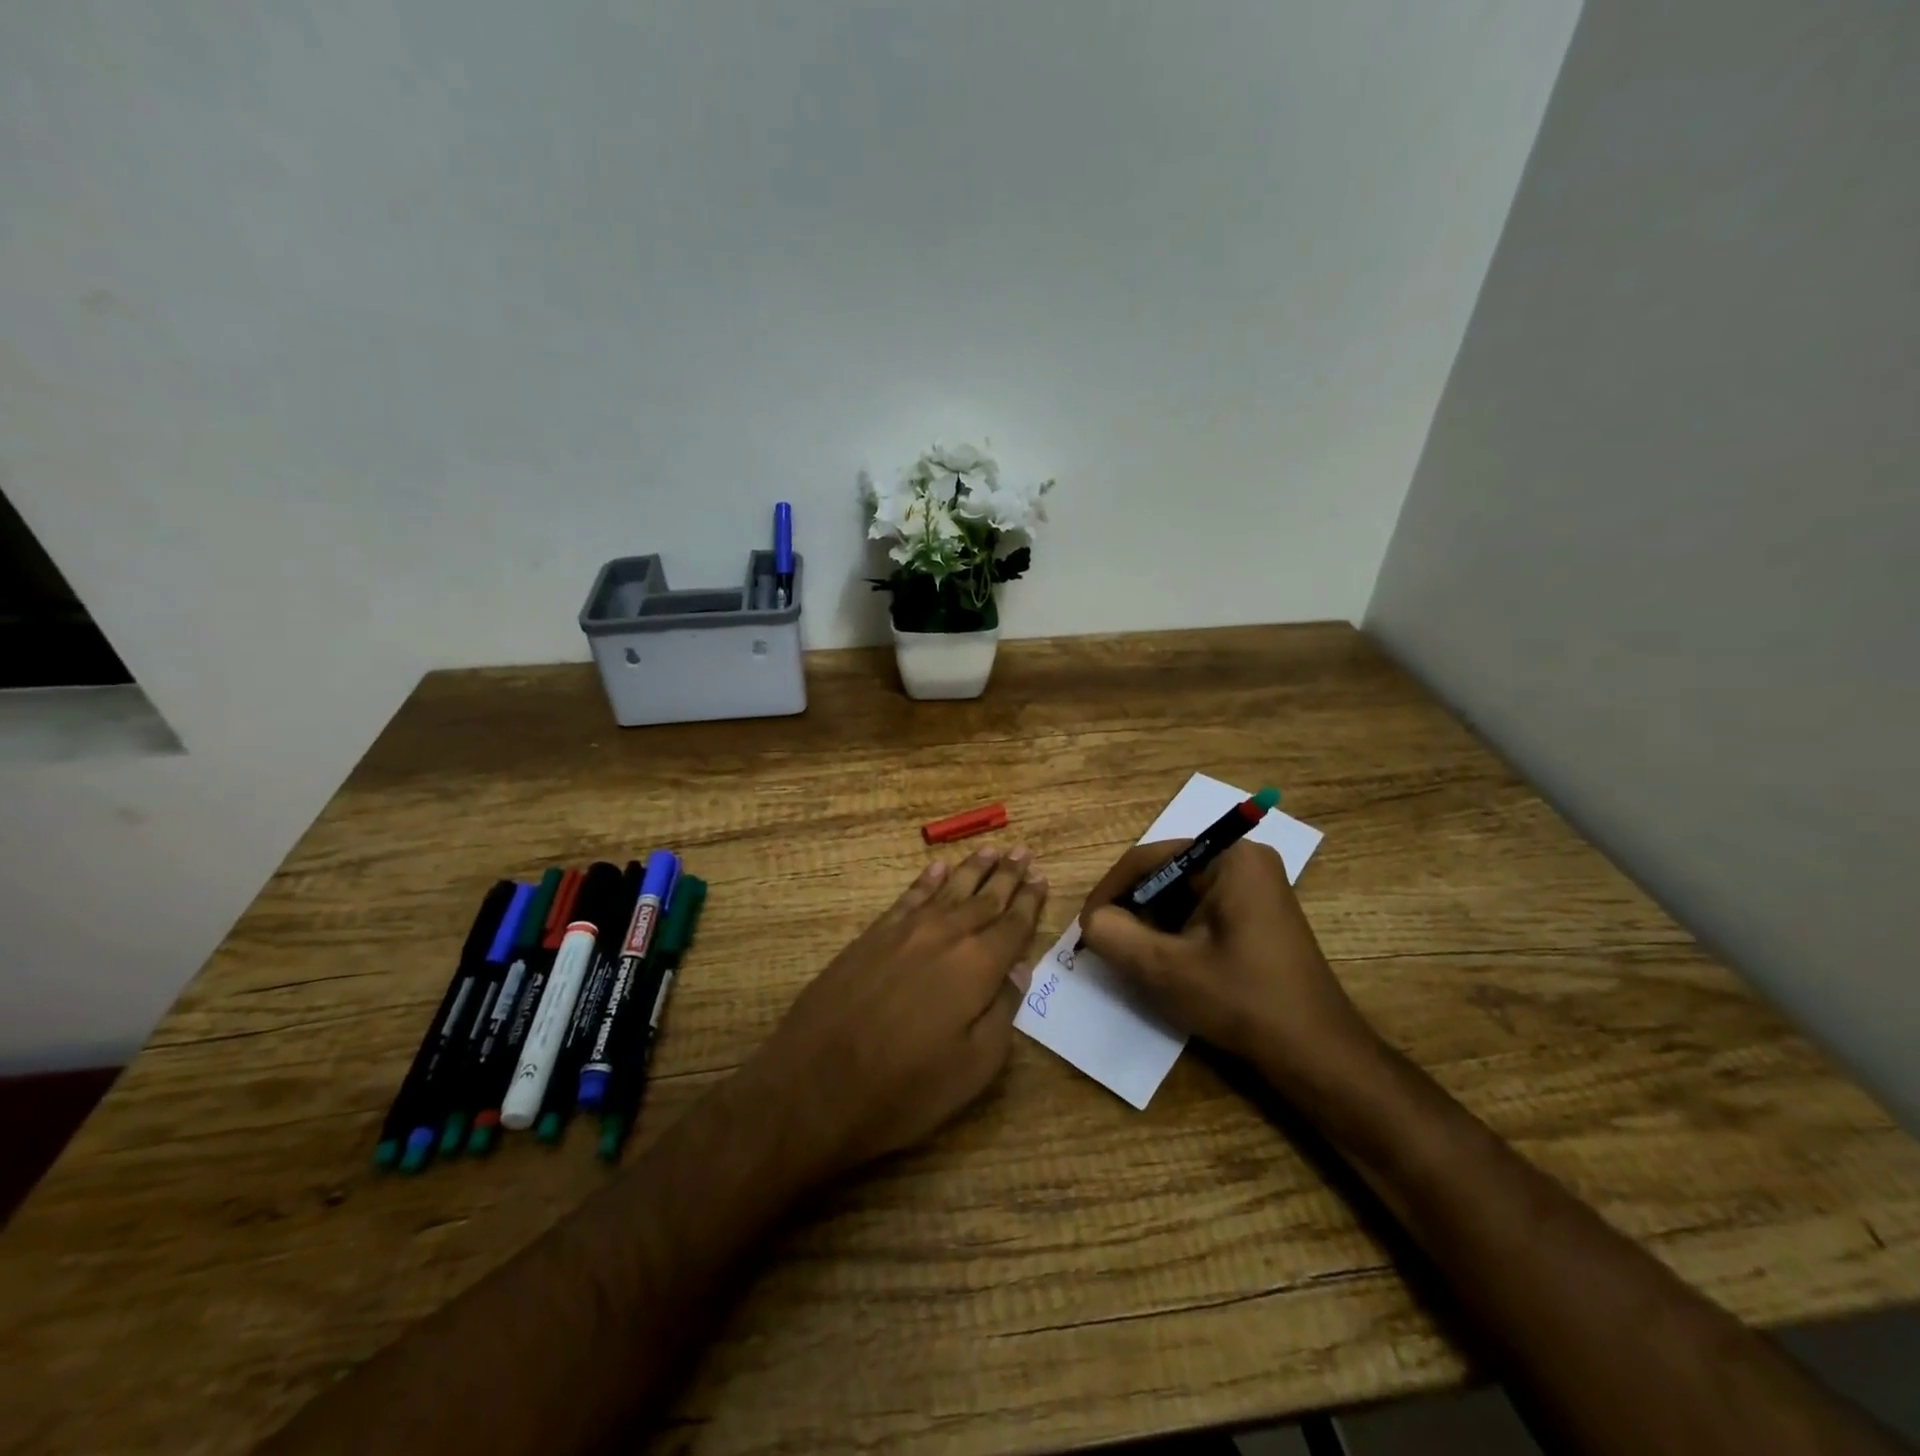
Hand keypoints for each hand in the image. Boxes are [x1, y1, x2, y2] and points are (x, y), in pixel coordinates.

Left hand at [743, 846, 1048, 1182]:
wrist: (815, 1085)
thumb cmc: (904, 1089)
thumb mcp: (973, 1067)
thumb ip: (1002, 1012)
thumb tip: (1019, 969)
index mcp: (977, 967)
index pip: (1013, 925)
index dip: (1029, 902)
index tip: (1042, 878)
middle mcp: (945, 936)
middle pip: (984, 898)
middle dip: (1006, 875)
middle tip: (1024, 852)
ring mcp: (905, 931)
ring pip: (949, 889)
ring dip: (973, 868)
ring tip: (991, 848)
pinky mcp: (872, 936)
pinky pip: (909, 896)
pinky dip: (926, 880)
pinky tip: (938, 867)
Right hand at [1079, 839, 1376, 1095]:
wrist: (1316, 1054)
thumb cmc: (1243, 1001)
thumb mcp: (1166, 969)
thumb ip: (1115, 936)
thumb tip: (1092, 920)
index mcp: (1229, 858)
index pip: (1148, 859)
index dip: (1109, 891)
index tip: (1085, 927)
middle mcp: (1244, 861)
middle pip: (1165, 875)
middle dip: (1132, 910)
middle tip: (1107, 945)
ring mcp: (1254, 888)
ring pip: (1179, 895)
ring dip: (1151, 924)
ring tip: (1132, 958)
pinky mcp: (1256, 915)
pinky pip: (1200, 911)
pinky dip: (1175, 933)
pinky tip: (1165, 964)